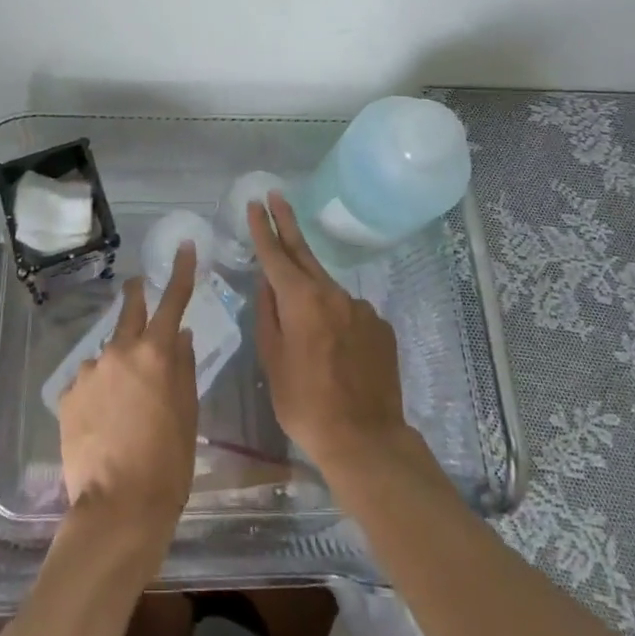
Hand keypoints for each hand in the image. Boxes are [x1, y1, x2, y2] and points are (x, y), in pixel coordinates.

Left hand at [57, 243, 199, 536]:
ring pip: (108, 355)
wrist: (117, 509)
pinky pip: (89, 381)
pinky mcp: (68, 394)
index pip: (173, 300)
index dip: (181, 271)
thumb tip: (181, 336)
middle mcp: (120, 350)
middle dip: (136, 296)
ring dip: (117, 364)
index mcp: (157, 353)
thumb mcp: (187, 415)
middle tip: (137, 288)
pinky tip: (102, 423)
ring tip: (123, 405)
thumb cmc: (167, 464)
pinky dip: (98, 391)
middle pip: (130, 310)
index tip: (184, 246)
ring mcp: (90, 370)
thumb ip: (183, 368)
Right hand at [248, 192, 413, 474]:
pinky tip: (334, 349)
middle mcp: (332, 293)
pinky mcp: (379, 326)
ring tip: (303, 319)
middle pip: (304, 253)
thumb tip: (267, 284)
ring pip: (327, 289)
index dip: (263, 227)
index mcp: (300, 299)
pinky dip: (336, 318)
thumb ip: (267, 314)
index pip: (275, 254)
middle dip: (287, 223)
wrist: (366, 439)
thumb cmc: (305, 403)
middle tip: (276, 196)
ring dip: (311, 288)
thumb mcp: (272, 359)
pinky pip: (349, 313)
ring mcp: (360, 308)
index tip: (255, 202)